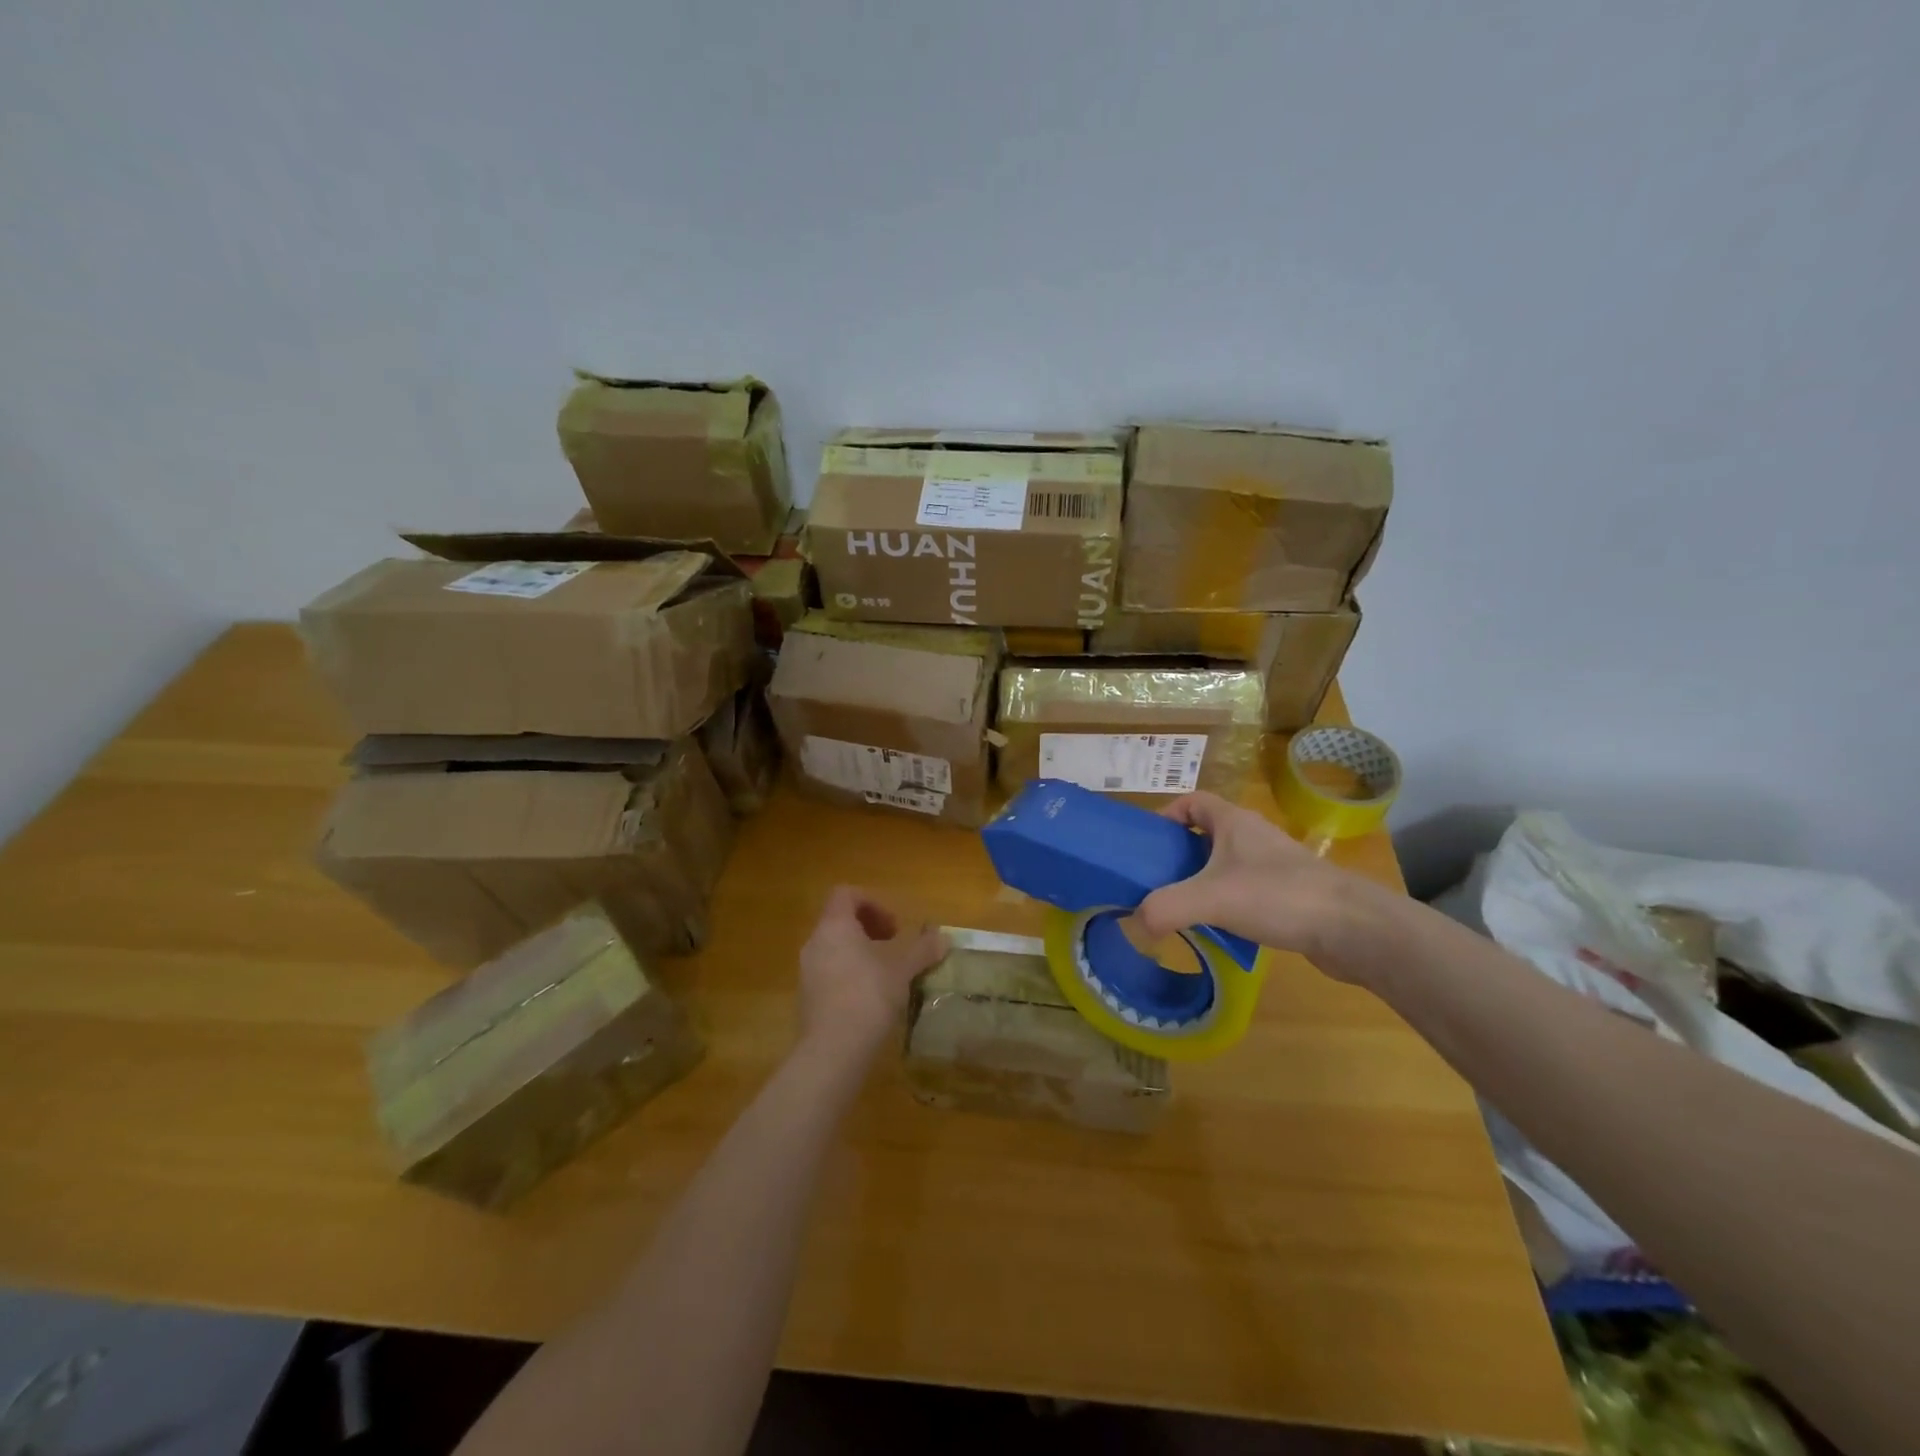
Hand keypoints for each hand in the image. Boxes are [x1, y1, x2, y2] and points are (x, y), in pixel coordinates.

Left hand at [797, 887, 946, 1055]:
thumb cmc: (868, 996)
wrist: (833, 1050)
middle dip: (869, 930)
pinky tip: (870, 1000)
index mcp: (835, 926)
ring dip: (860, 954)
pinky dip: (849, 976)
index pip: (845, 894)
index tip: (894, 927)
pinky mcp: (807, 999)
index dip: (872, 903)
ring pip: (834, 949)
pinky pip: (829, 974)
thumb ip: (922, 949)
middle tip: (893, 948)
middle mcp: (815, 943)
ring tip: (886, 975)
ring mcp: (807, 972)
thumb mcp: (902, 969)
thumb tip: (943, 937)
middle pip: (840, 921)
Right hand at [1133, 792, 1384, 981]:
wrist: (1352, 928)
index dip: (1166, 815)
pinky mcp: (1289, 894)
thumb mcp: (1209, 898)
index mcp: (1233, 822)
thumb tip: (1137, 922)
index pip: (1192, 802)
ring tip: (1181, 909)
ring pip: (1226, 865)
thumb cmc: (1277, 895)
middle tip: (1156, 881)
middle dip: (1178, 855)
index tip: (1147, 844)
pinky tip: (1218, 929)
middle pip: (1205, 835)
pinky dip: (1226, 904)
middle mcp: (1253, 836)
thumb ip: (1165, 907)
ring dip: (1202, 882)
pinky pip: (1245, 890)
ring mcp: (1274, 865)